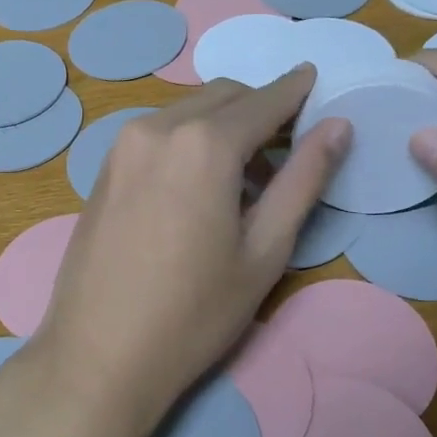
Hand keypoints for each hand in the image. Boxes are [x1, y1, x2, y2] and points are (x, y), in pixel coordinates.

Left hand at [31, 67, 350, 424]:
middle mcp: (158, 127)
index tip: (317, 81)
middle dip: (261, 108)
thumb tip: (338, 127)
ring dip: (224, 126)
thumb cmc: (194, 312)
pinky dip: (191, 139)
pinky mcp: (105, 167)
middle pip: (224, 97)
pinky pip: (160, 133)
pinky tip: (200, 187)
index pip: (265, 99)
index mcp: (204, 143)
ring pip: (189, 112)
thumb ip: (304, 179)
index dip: (296, 90)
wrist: (98, 355)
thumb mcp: (265, 250)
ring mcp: (123, 145)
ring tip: (247, 180)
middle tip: (289, 147)